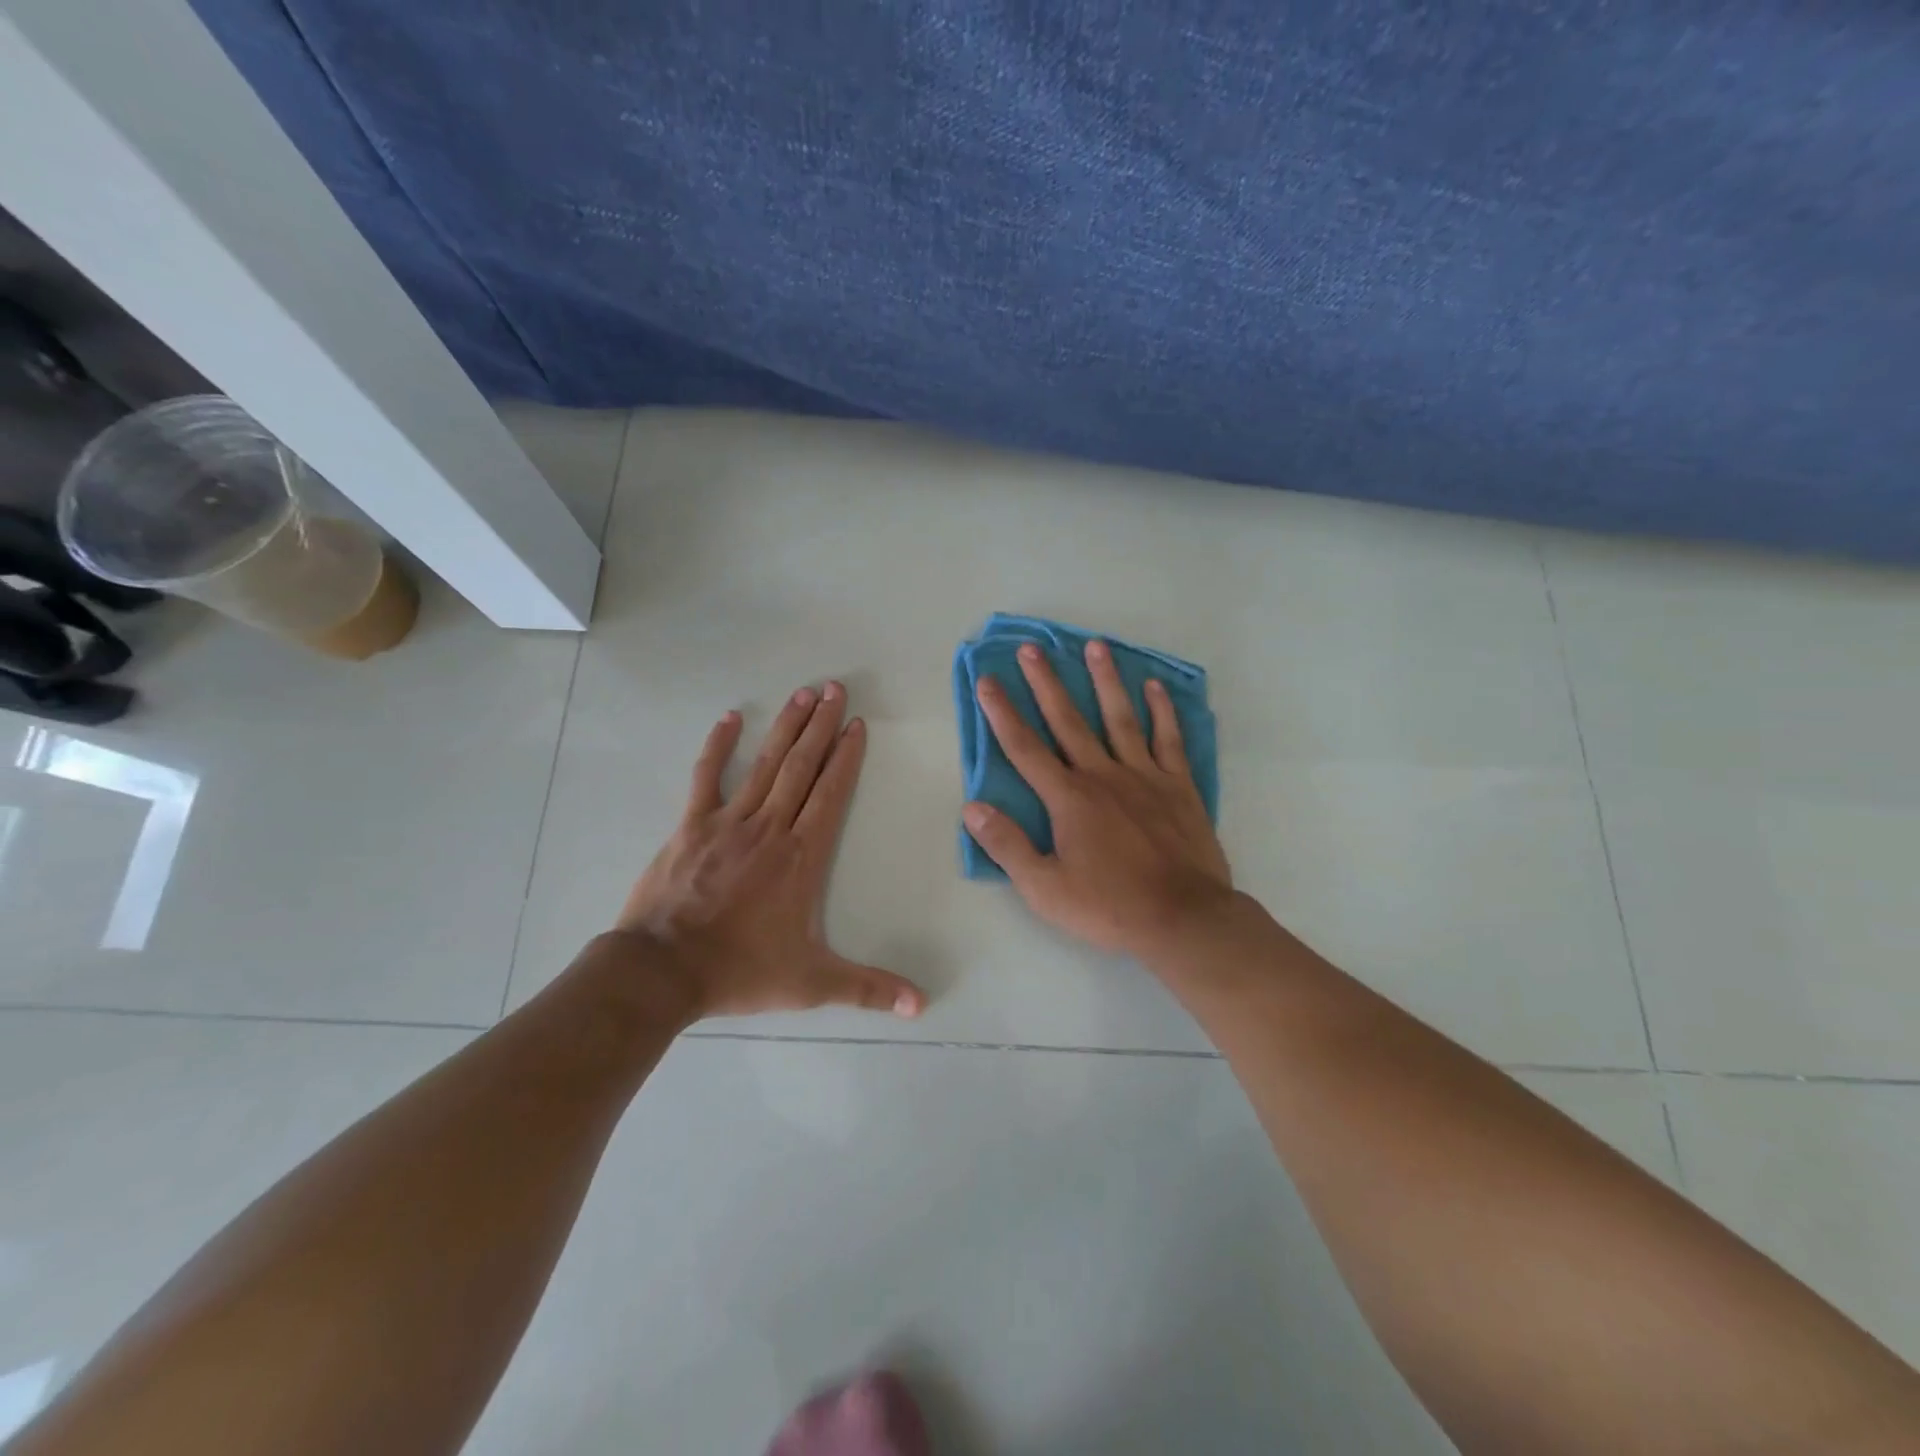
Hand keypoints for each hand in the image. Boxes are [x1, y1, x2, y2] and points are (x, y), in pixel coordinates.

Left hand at [612, 683, 924, 1020]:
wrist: (662, 971)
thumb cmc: (740, 970)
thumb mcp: (812, 983)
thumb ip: (868, 988)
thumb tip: (922, 1005)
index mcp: (801, 856)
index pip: (831, 793)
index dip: (846, 757)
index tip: (856, 724)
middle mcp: (770, 827)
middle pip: (802, 766)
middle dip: (821, 725)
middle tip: (835, 687)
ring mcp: (728, 822)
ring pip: (765, 764)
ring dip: (786, 726)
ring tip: (803, 692)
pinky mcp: (691, 826)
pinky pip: (707, 777)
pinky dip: (719, 746)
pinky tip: (731, 718)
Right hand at [962, 640, 1233, 958]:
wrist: (1183, 918)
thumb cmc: (1109, 906)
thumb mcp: (1044, 888)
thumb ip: (1007, 846)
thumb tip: (972, 808)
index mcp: (1068, 798)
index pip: (1025, 748)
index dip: (1002, 713)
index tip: (987, 681)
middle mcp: (1103, 776)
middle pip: (1068, 721)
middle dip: (1046, 683)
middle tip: (1031, 647)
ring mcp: (1145, 776)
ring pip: (1120, 718)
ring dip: (1105, 681)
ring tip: (1095, 646)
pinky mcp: (1179, 786)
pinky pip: (1168, 740)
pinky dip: (1162, 711)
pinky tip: (1154, 687)